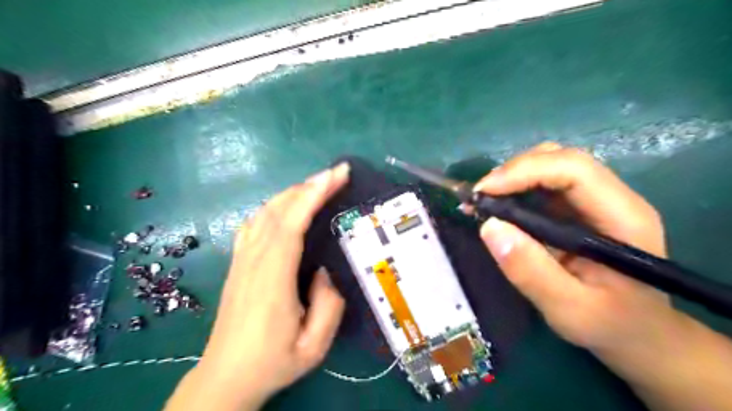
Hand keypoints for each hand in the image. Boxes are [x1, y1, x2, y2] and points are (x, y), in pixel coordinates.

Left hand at [165, 163, 347, 410]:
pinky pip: (253, 224)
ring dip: (292, 192)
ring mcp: (242, 260)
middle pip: (279, 211)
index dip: (313, 195)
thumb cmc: (272, 363)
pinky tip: (286, 205)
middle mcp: (254, 262)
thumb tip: (326, 270)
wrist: (225, 378)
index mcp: (273, 280)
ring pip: (264, 213)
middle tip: (336, 173)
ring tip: (318, 184)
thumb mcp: (314, 347)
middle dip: (309, 186)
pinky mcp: (238, 263)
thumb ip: (329, 306)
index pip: (292, 224)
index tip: (336, 176)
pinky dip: (273, 206)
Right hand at [478, 142, 731, 410]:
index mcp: (622, 217)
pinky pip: (542, 184)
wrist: (639, 333)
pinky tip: (497, 207)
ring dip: (511, 177)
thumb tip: (489, 227)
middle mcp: (611, 197)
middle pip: (559, 158)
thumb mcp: (569, 310)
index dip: (524, 172)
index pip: (573, 170)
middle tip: (479, 198)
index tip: (483, 193)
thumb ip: (531, 271)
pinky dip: (514, 188)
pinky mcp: (576, 208)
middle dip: (513, 171)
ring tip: (484, 202)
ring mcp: (594, 200)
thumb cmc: (611, 325)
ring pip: (549, 165)